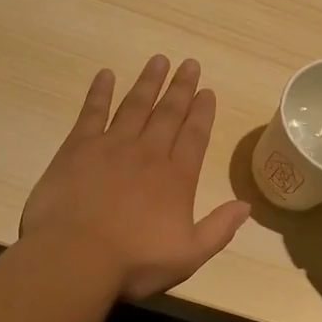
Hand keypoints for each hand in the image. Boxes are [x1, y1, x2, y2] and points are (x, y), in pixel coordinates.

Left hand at [20, 56, 252, 300]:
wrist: (75, 258)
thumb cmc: (134, 262)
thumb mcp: (188, 255)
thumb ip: (219, 229)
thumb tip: (246, 206)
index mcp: (176, 177)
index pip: (195, 136)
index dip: (203, 112)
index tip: (208, 91)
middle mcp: (148, 153)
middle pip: (168, 113)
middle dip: (181, 88)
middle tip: (190, 64)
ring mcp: (112, 146)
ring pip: (136, 105)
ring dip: (149, 82)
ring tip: (159, 60)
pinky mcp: (78, 148)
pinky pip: (92, 112)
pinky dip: (100, 92)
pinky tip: (106, 75)